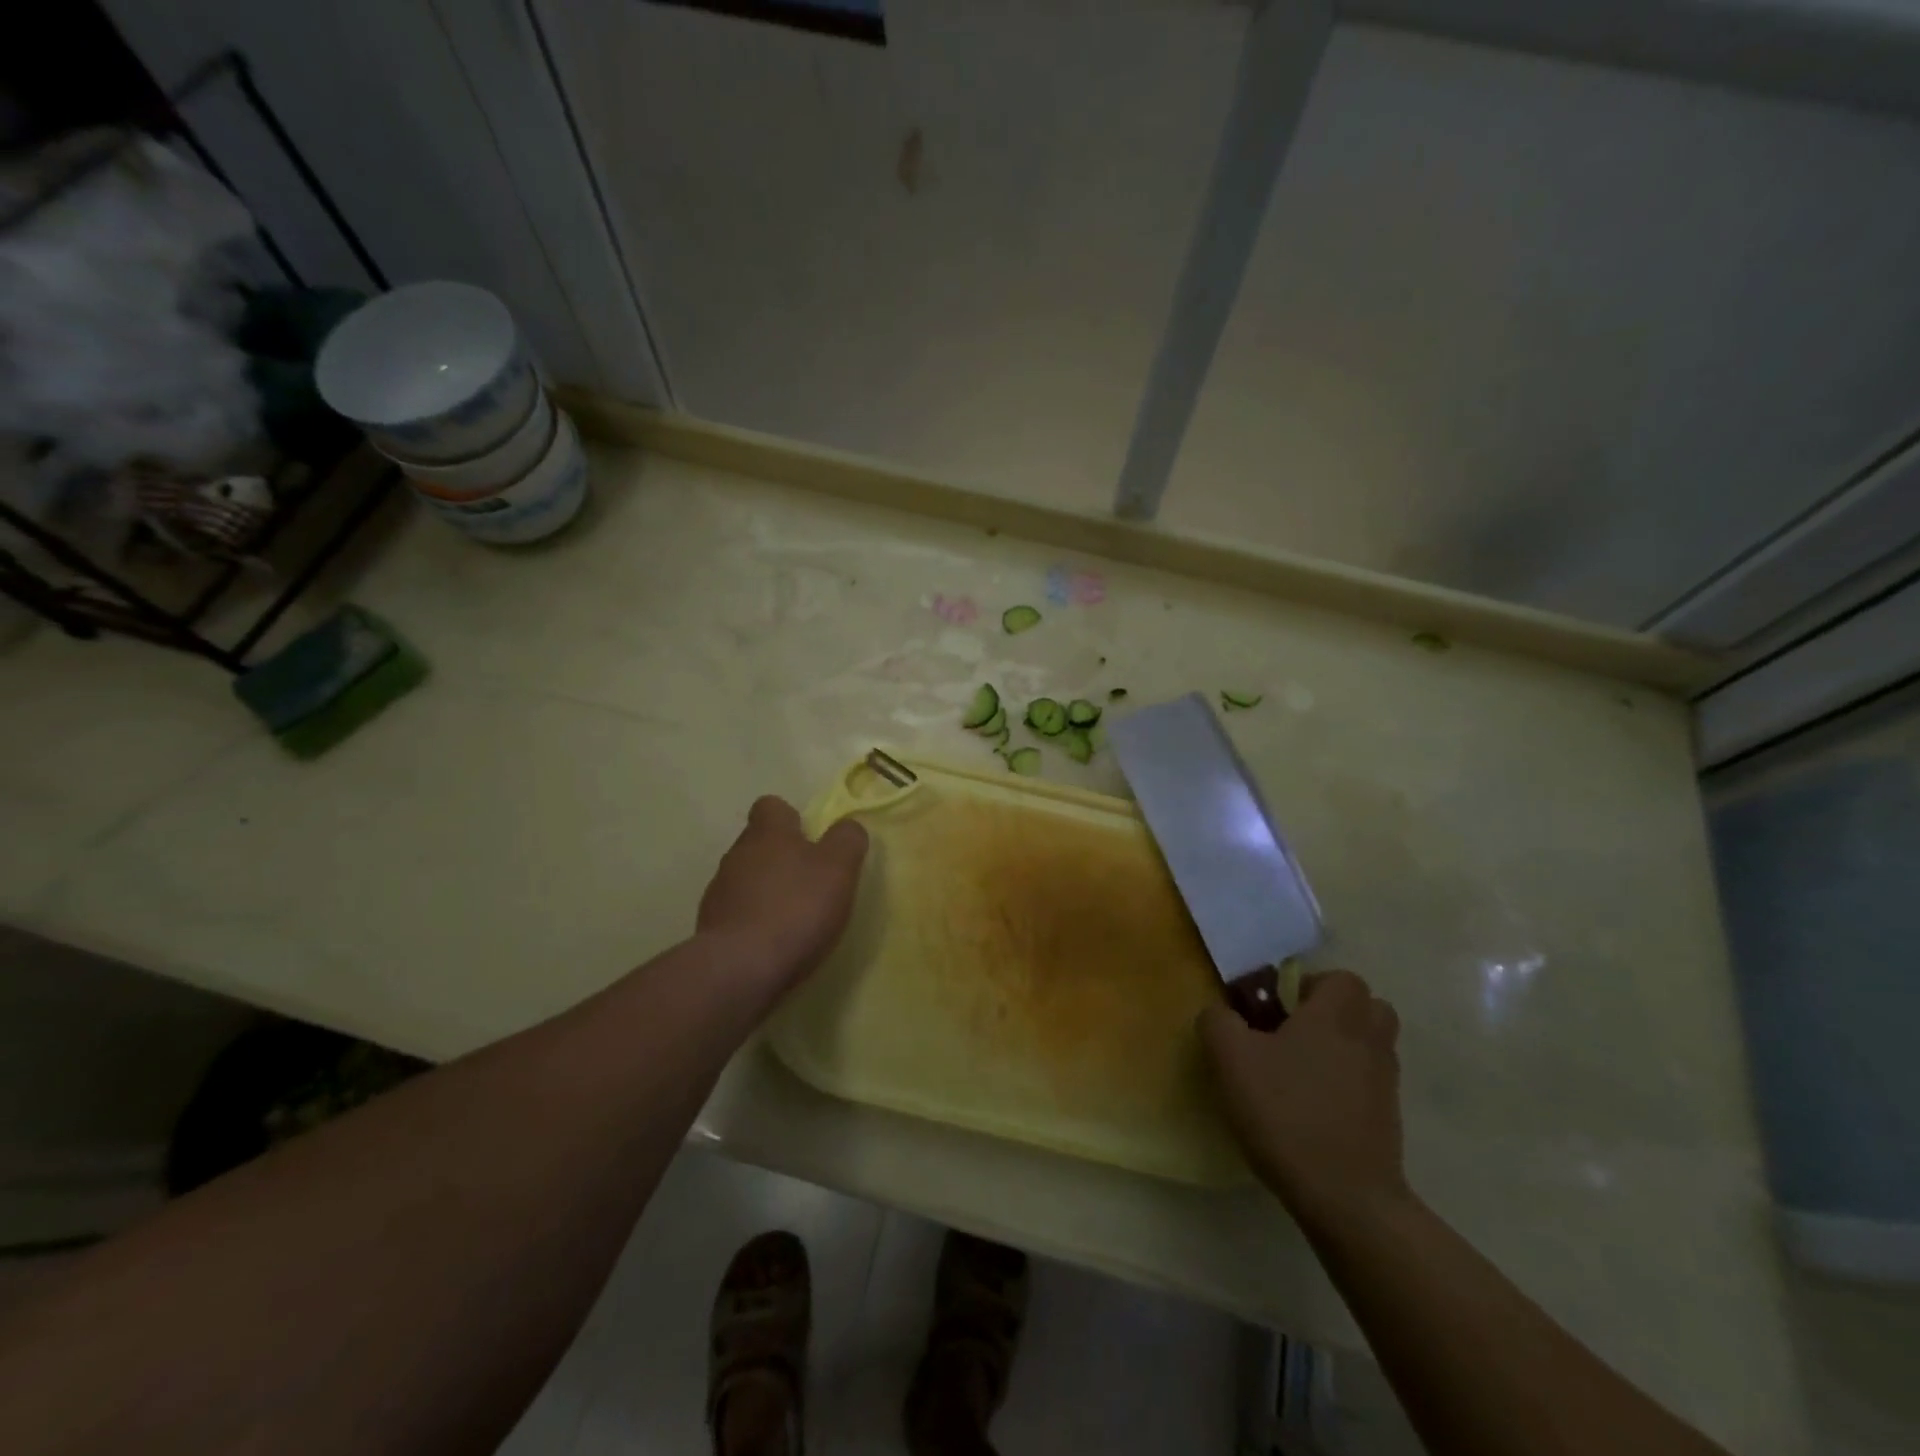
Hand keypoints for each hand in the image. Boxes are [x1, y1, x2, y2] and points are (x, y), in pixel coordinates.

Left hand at [697, 796, 868, 992]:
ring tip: (793, 917)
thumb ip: (847, 840)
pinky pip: (736, 913)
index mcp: (767, 833)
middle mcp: (736, 854)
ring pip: (746, 878)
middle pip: (759, 844)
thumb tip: (848, 827)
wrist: (740, 968)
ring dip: (766, 890)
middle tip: (810, 882)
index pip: (771, 806)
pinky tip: (772, 942)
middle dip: (782, 857)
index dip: (792, 818)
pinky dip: (753, 921)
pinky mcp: (710, 928)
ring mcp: (718, 892)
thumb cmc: (796, 908)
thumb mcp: (838, 868)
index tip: (812, 840)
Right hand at [1199, 970, 1407, 1226]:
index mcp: (1336, 1014)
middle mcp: (1369, 1039)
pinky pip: (1370, 1082)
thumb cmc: (1286, 1112)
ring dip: (1343, 1047)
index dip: (1310, 985)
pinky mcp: (1389, 1119)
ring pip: (1370, 1045)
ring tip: (1301, 1070)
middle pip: (1366, 1007)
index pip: (1341, 977)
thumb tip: (1221, 1012)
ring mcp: (1385, 1081)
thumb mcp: (1230, 1058)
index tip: (1279, 1009)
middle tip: (1294, 1034)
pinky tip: (1313, 1107)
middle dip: (1334, 1013)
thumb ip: (1218, 1021)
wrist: (1345, 1197)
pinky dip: (1348, 1084)